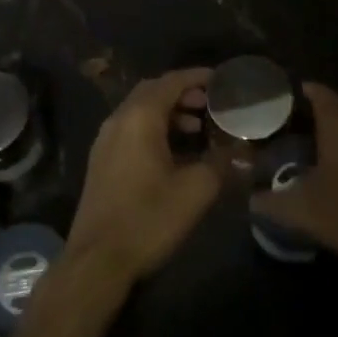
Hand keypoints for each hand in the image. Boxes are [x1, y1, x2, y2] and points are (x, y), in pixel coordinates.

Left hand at [66, 69, 220, 282]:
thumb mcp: (195, 191)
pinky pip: (131, 128)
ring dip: (169, 112)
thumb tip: (240, 148)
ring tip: (198, 128)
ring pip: (140, 110)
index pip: (171, 81)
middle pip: (153, 91)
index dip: (198, 77)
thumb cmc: (148, 219)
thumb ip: (221, 162)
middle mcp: (119, 119)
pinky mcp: (102, 160)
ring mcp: (105, 139)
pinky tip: (173, 152)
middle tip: (212, 105)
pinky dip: (154, 128)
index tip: (222, 80)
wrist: (97, 260)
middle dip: (183, 93)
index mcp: (140, 117)